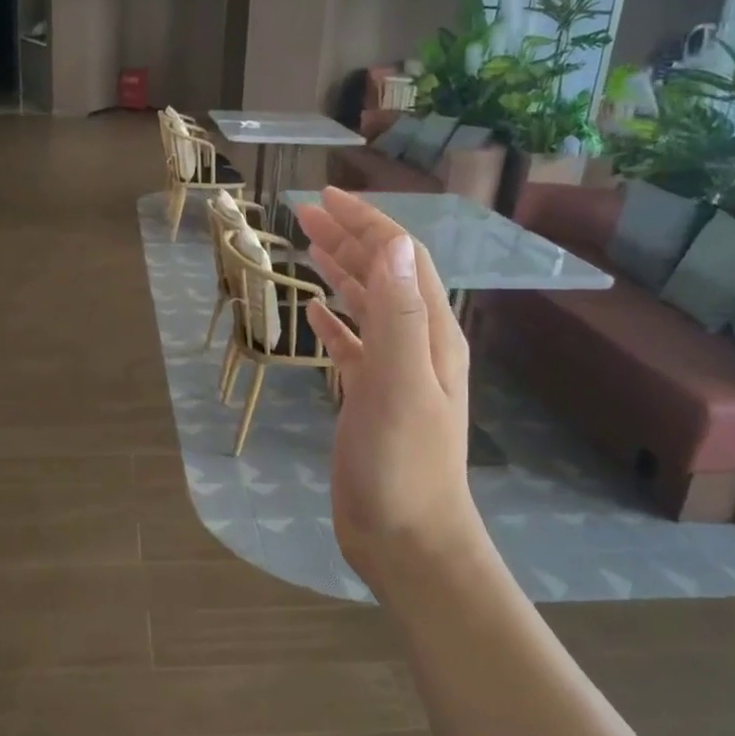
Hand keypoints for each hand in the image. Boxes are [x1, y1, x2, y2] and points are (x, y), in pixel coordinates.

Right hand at [293, 189, 485, 594]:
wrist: (407, 538)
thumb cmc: (403, 464)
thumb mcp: (400, 383)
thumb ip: (397, 313)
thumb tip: (393, 242)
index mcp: (430, 333)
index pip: (402, 258)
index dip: (368, 223)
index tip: (327, 197)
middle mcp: (416, 344)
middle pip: (383, 275)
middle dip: (348, 238)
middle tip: (304, 213)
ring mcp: (393, 372)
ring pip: (366, 305)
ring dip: (340, 271)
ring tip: (307, 246)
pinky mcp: (369, 398)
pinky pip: (351, 346)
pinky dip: (333, 322)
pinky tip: (314, 311)